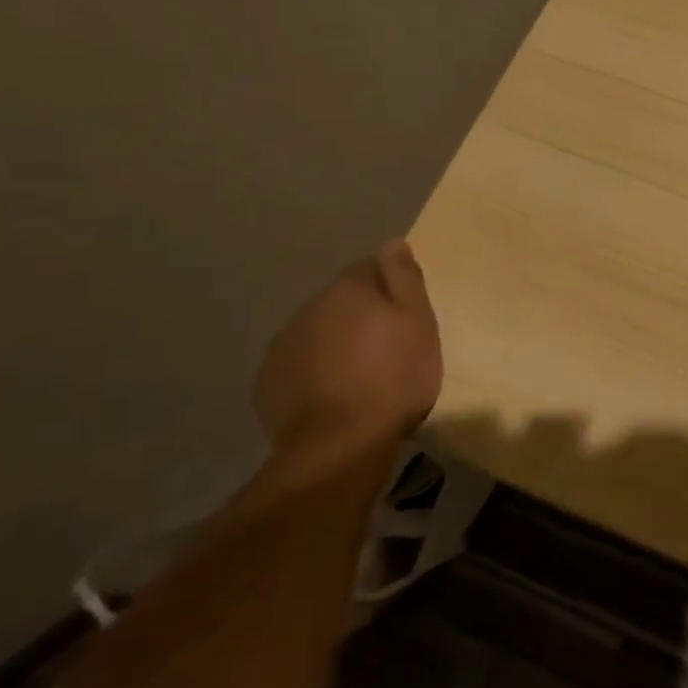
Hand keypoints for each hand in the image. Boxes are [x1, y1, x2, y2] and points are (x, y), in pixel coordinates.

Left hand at [254, 239, 442, 469]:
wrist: (340, 444)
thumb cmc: (394, 378)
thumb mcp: (418, 323)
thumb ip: (404, 279)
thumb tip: (392, 243)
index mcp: (348, 290)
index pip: (371, 267)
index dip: (392, 287)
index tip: (407, 313)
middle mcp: (309, 308)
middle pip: (342, 301)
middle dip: (363, 316)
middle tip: (390, 348)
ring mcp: (283, 346)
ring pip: (318, 333)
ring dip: (338, 344)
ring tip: (362, 376)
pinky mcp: (269, 382)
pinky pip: (300, 365)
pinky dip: (316, 372)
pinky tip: (334, 395)